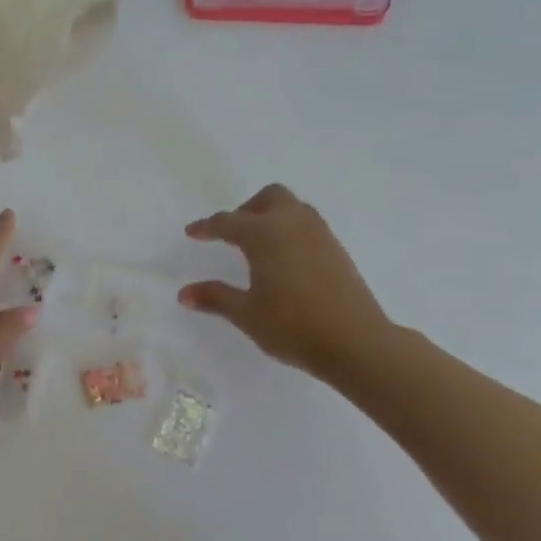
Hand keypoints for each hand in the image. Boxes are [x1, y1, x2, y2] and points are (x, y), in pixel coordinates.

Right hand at [179, 184, 392, 381]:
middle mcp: (293, 224)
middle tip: (231, 234)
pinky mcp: (337, 250)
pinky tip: (284, 261)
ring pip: (293, 208)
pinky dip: (290, 231)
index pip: (228, 222)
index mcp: (265, 234)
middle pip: (268, 197)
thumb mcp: (247, 313)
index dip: (206, 227)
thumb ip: (215, 297)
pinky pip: (308, 225)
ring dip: (271, 217)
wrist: (356, 342)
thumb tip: (184, 293)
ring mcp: (320, 235)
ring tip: (257, 245)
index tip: (192, 232)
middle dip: (246, 209)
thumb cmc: (293, 326)